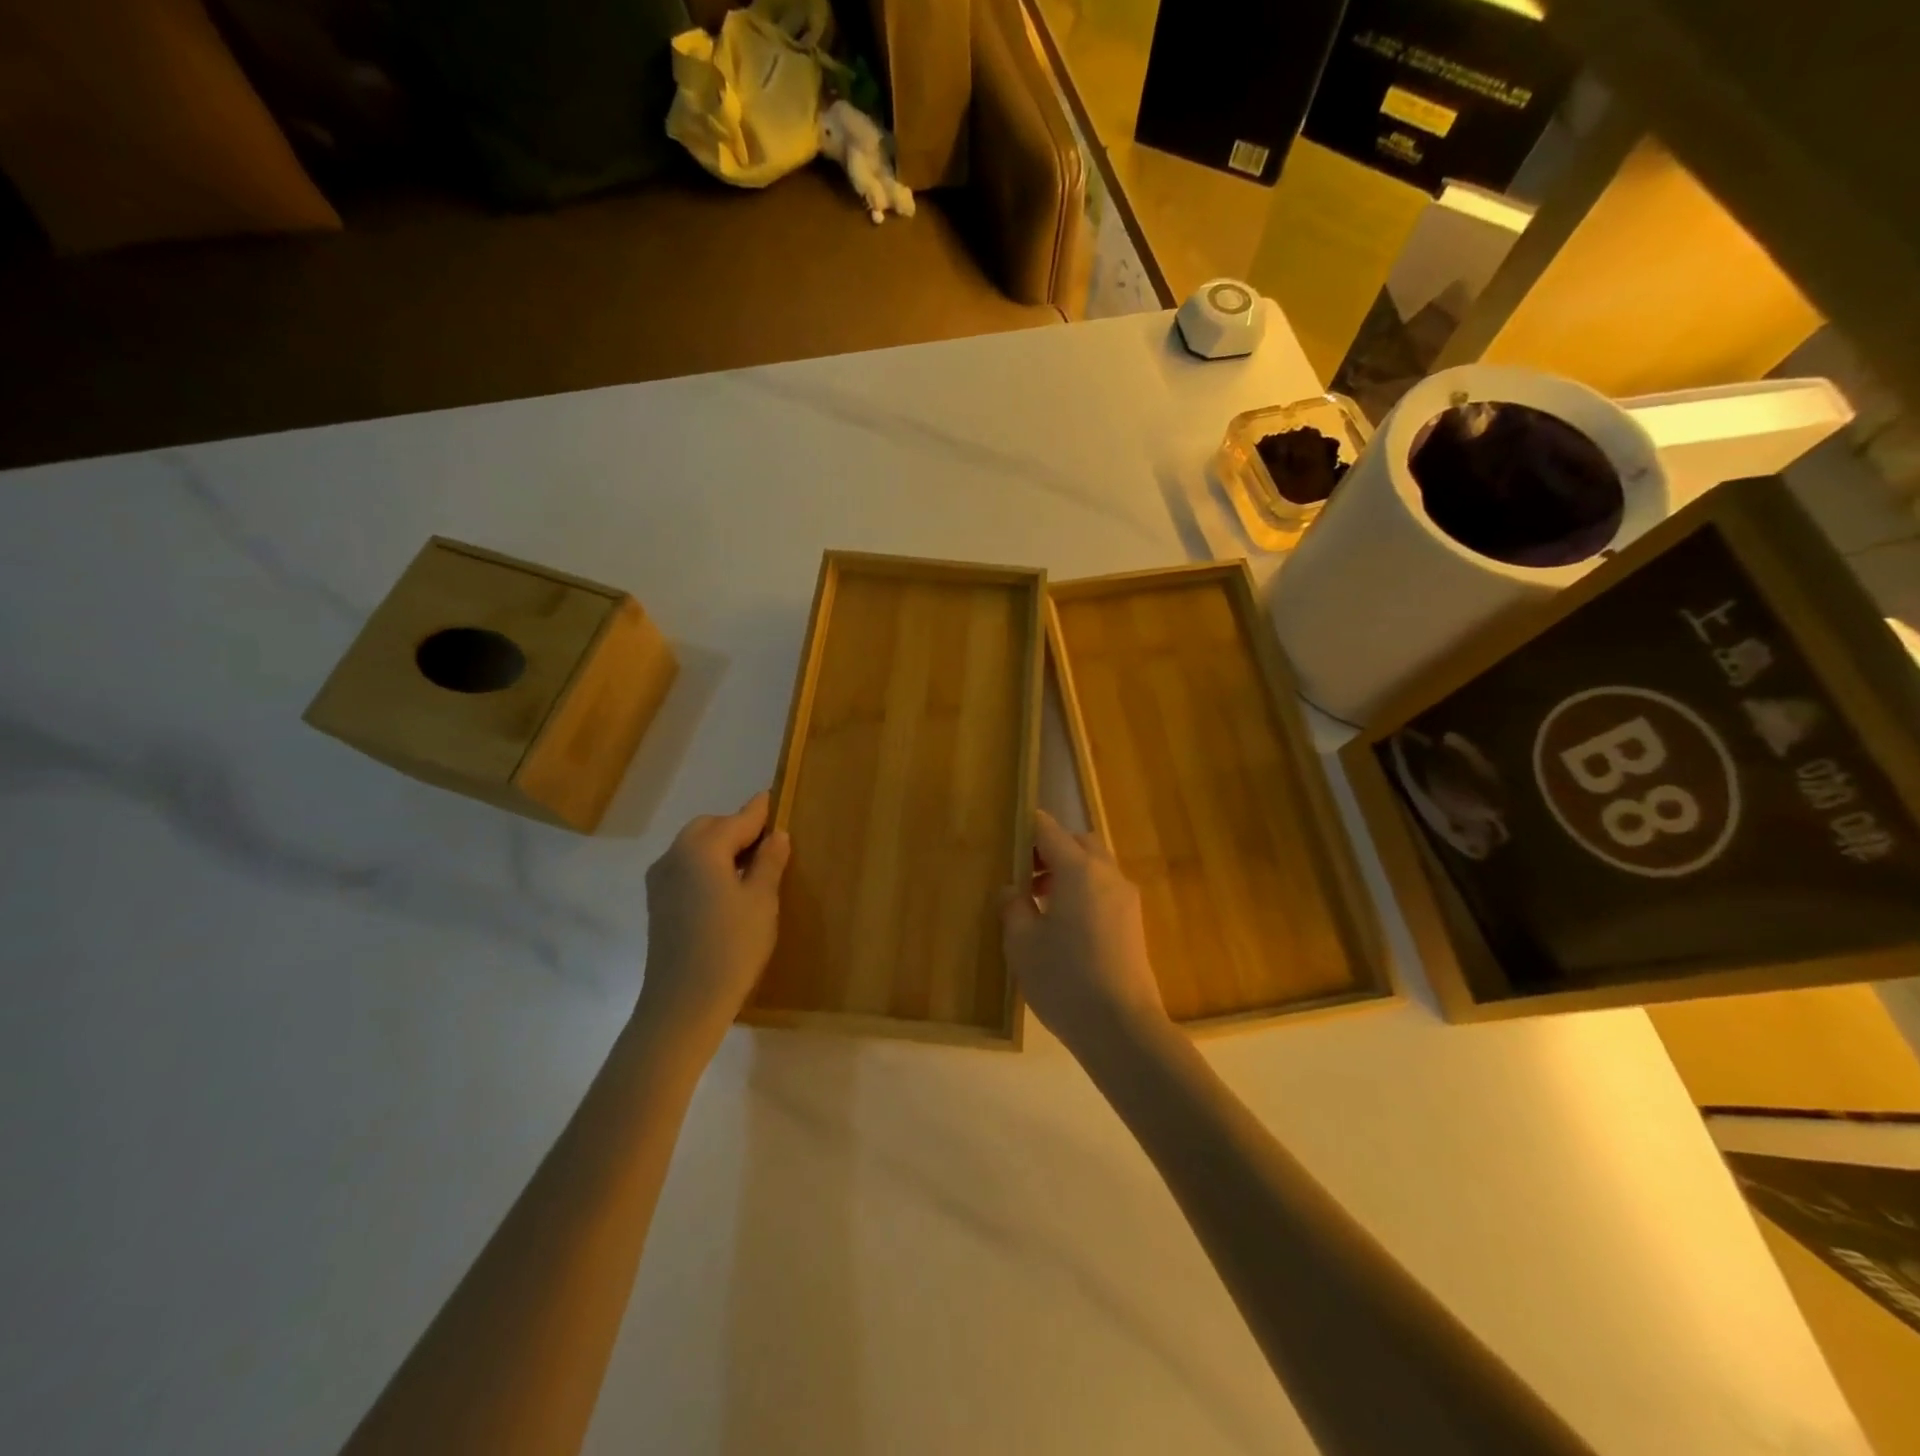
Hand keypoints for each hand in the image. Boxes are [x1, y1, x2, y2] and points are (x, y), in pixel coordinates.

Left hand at [639, 792, 790, 1047]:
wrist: (683, 1004)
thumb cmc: (731, 947)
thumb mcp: (761, 901)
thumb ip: (769, 862)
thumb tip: (776, 836)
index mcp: (702, 848)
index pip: (738, 819)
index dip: (760, 811)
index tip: (774, 798)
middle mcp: (674, 856)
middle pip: (710, 828)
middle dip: (737, 829)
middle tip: (768, 845)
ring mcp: (660, 881)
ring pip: (694, 848)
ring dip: (721, 849)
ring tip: (751, 868)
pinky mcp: (658, 904)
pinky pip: (685, 869)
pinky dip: (706, 867)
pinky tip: (726, 890)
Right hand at [1001, 810, 1166, 1055]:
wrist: (1121, 1027)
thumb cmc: (1064, 978)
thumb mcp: (1022, 942)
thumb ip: (1013, 906)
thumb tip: (1012, 890)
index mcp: (1079, 870)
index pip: (1050, 830)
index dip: (1028, 828)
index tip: (1008, 838)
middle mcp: (1107, 875)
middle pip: (1079, 843)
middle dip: (1052, 849)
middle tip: (1025, 874)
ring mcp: (1125, 899)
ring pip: (1095, 866)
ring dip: (1069, 872)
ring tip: (1040, 902)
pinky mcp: (1133, 923)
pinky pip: (1105, 890)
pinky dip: (1084, 891)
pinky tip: (1064, 925)